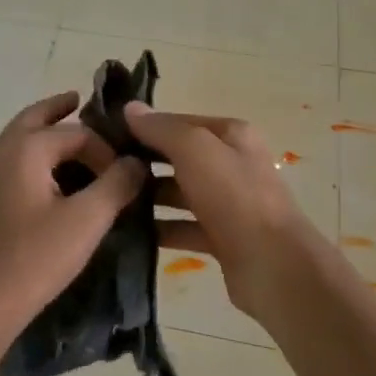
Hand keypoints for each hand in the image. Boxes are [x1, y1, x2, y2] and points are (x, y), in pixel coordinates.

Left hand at [0, 92, 147, 353]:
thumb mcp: (87, 220)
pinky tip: (47, 179)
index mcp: (25, 148)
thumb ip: (117, 184)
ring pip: (18, 140)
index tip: (126, 176)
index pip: (77, 133)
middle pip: (34, 118)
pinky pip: (12, 163)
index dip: (106, 150)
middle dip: (58, 109)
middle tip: (79, 100)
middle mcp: (1, 152)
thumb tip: (137, 162)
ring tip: (69, 137)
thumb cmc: (34, 258)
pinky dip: (32, 157)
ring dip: (43, 132)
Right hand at [125, 102, 328, 319]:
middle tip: (100, 171)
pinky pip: (184, 227)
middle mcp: (232, 164)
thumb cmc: (234, 196)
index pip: (179, 122)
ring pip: (180, 193)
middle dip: (144, 162)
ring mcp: (229, 204)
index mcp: (232, 135)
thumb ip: (162, 128)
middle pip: (179, 157)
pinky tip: (130, 232)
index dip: (144, 127)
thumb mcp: (195, 149)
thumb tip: (130, 108)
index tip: (105, 136)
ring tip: (109, 201)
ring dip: (149, 197)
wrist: (274, 266)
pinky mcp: (223, 239)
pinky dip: (161, 229)